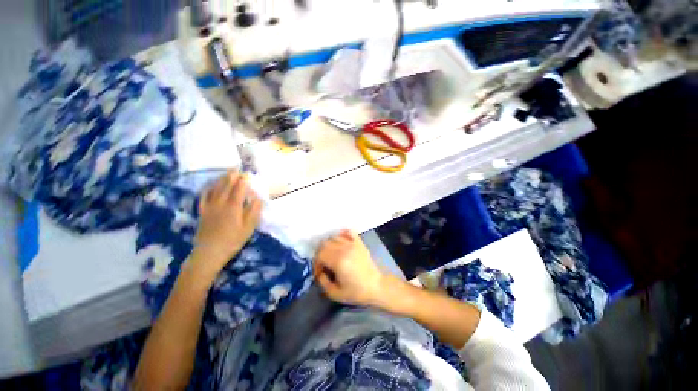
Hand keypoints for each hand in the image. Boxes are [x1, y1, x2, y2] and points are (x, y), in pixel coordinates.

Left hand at [190, 170, 262, 282]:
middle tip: (236, 168)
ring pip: (215, 189)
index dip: (243, 180)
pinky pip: (204, 196)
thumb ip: (254, 210)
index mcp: (234, 206)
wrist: (210, 252)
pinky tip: (210, 186)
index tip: (247, 173)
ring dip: (221, 179)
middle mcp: (221, 203)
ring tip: (226, 173)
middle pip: (226, 185)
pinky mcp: (202, 212)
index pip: (239, 188)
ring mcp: (209, 206)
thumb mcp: (249, 226)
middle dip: (232, 176)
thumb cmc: (233, 239)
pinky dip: (208, 189)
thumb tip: (258, 197)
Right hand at [314, 230, 384, 306]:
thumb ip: (323, 283)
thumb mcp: (336, 294)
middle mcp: (345, 249)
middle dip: (321, 253)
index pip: (320, 254)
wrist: (377, 286)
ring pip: (335, 237)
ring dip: (329, 245)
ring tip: (332, 255)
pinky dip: (342, 234)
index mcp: (338, 261)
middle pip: (325, 244)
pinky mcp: (359, 243)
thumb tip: (319, 273)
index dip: (316, 263)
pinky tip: (341, 242)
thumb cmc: (357, 292)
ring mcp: (353, 244)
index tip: (320, 272)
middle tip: (324, 264)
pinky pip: (348, 232)